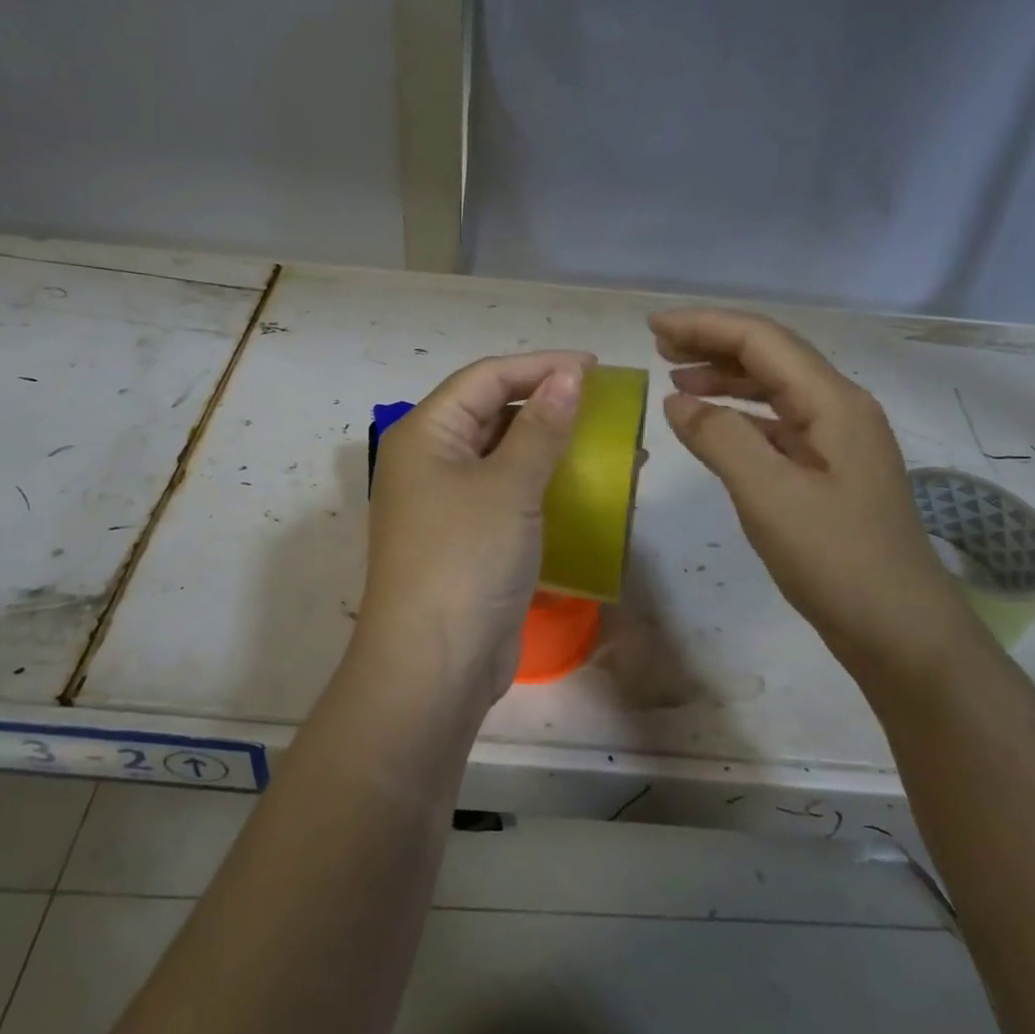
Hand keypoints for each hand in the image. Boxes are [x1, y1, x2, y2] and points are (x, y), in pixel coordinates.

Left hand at [356, 351, 593, 713]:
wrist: (432, 667)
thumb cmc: (465, 560)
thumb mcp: (509, 486)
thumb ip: (541, 427)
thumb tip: (568, 375)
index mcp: (425, 433)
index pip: (486, 378)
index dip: (540, 366)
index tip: (595, 367)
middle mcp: (430, 459)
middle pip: (492, 411)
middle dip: (549, 404)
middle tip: (605, 405)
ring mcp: (446, 501)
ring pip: (504, 454)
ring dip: (553, 446)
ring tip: (609, 445)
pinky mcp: (467, 537)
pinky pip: (509, 493)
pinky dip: (545, 484)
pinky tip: (586, 488)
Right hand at [651, 309, 971, 682]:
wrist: (902, 634)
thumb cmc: (837, 560)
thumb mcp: (769, 495)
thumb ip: (719, 438)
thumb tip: (677, 401)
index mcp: (833, 402)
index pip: (762, 340)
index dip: (705, 326)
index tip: (653, 327)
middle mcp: (839, 408)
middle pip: (770, 356)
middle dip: (713, 343)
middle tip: (659, 347)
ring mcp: (837, 440)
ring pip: (773, 388)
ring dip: (724, 376)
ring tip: (675, 378)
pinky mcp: (828, 470)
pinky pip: (776, 423)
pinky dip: (737, 414)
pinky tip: (709, 424)